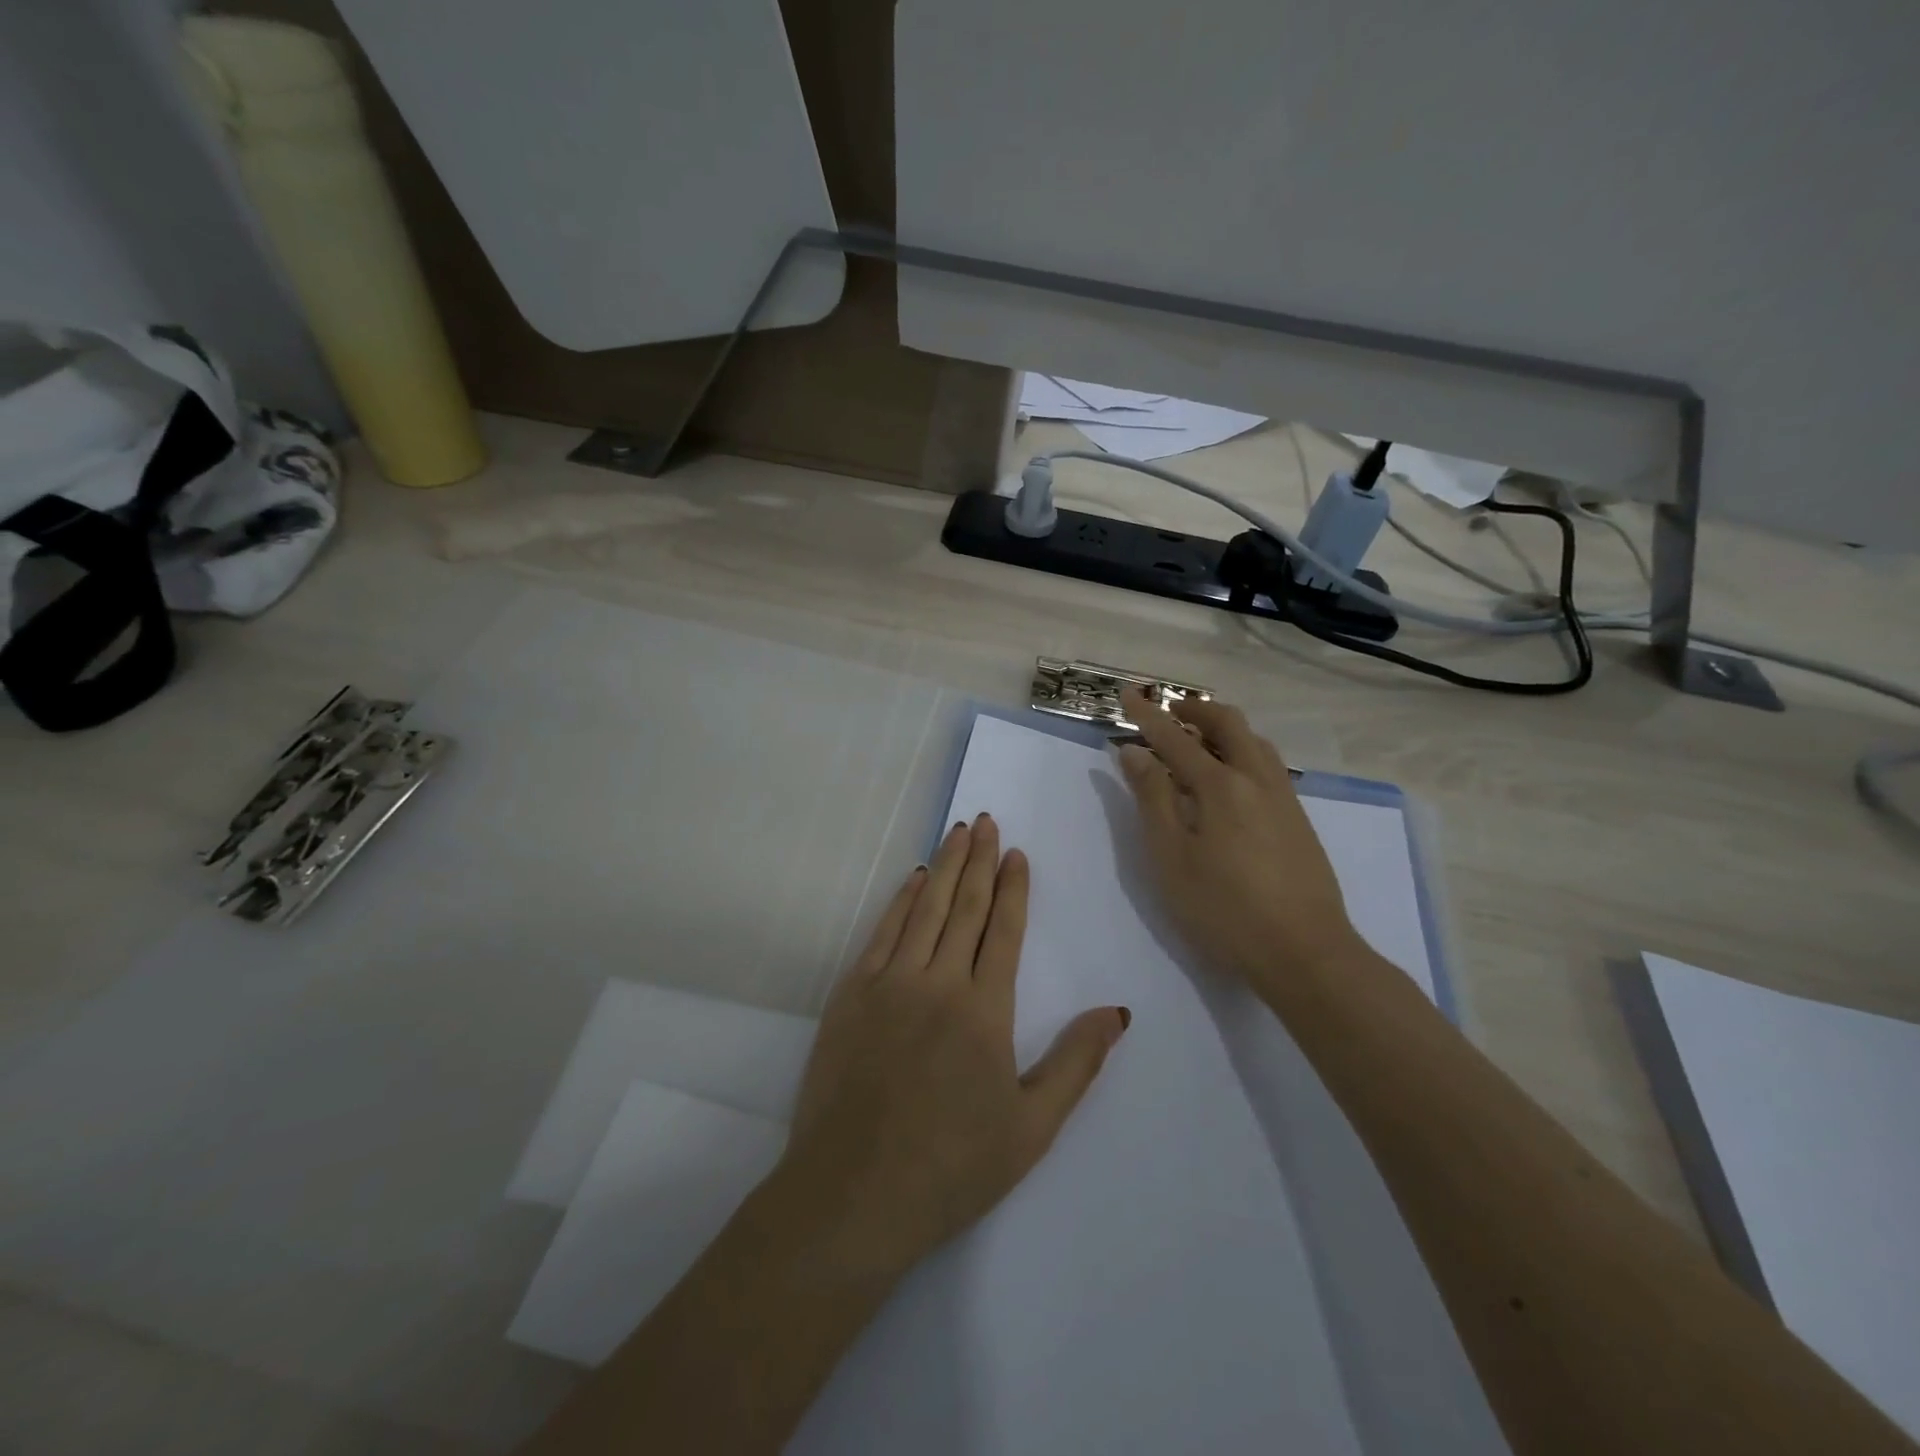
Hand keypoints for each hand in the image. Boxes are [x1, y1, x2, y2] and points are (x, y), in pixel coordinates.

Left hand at [774, 814, 1129, 1282]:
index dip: (1012, 888)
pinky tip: (913, 879)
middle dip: (978, 860)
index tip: (1016, 853)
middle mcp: (938, 982)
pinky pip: (882, 932)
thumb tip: (1119, 1011)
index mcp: (985, 1011)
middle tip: (985, 820)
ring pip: (924, 909)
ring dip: (944, 867)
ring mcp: (890, 983)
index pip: (1003, 930)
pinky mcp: (851, 994)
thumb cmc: (952, 1166)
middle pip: (963, 907)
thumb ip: (1077, 1062)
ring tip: (957, 831)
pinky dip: (901, 900)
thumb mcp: (1032, 1127)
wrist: (853, 1193)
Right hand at [1116, 687, 1364, 989]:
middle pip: (1227, 723)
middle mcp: (1256, 779)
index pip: (1174, 738)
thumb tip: (1134, 752)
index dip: (1147, 715)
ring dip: (1223, 728)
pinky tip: (1232, 777)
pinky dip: (1242, 750)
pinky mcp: (1298, 819)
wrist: (1305, 952)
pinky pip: (1268, 764)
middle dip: (1195, 709)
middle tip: (1168, 711)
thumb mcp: (1171, 857)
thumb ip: (1152, 799)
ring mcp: (1284, 798)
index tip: (1127, 693)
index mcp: (1220, 785)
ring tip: (1198, 739)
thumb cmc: (1223, 908)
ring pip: (1254, 741)